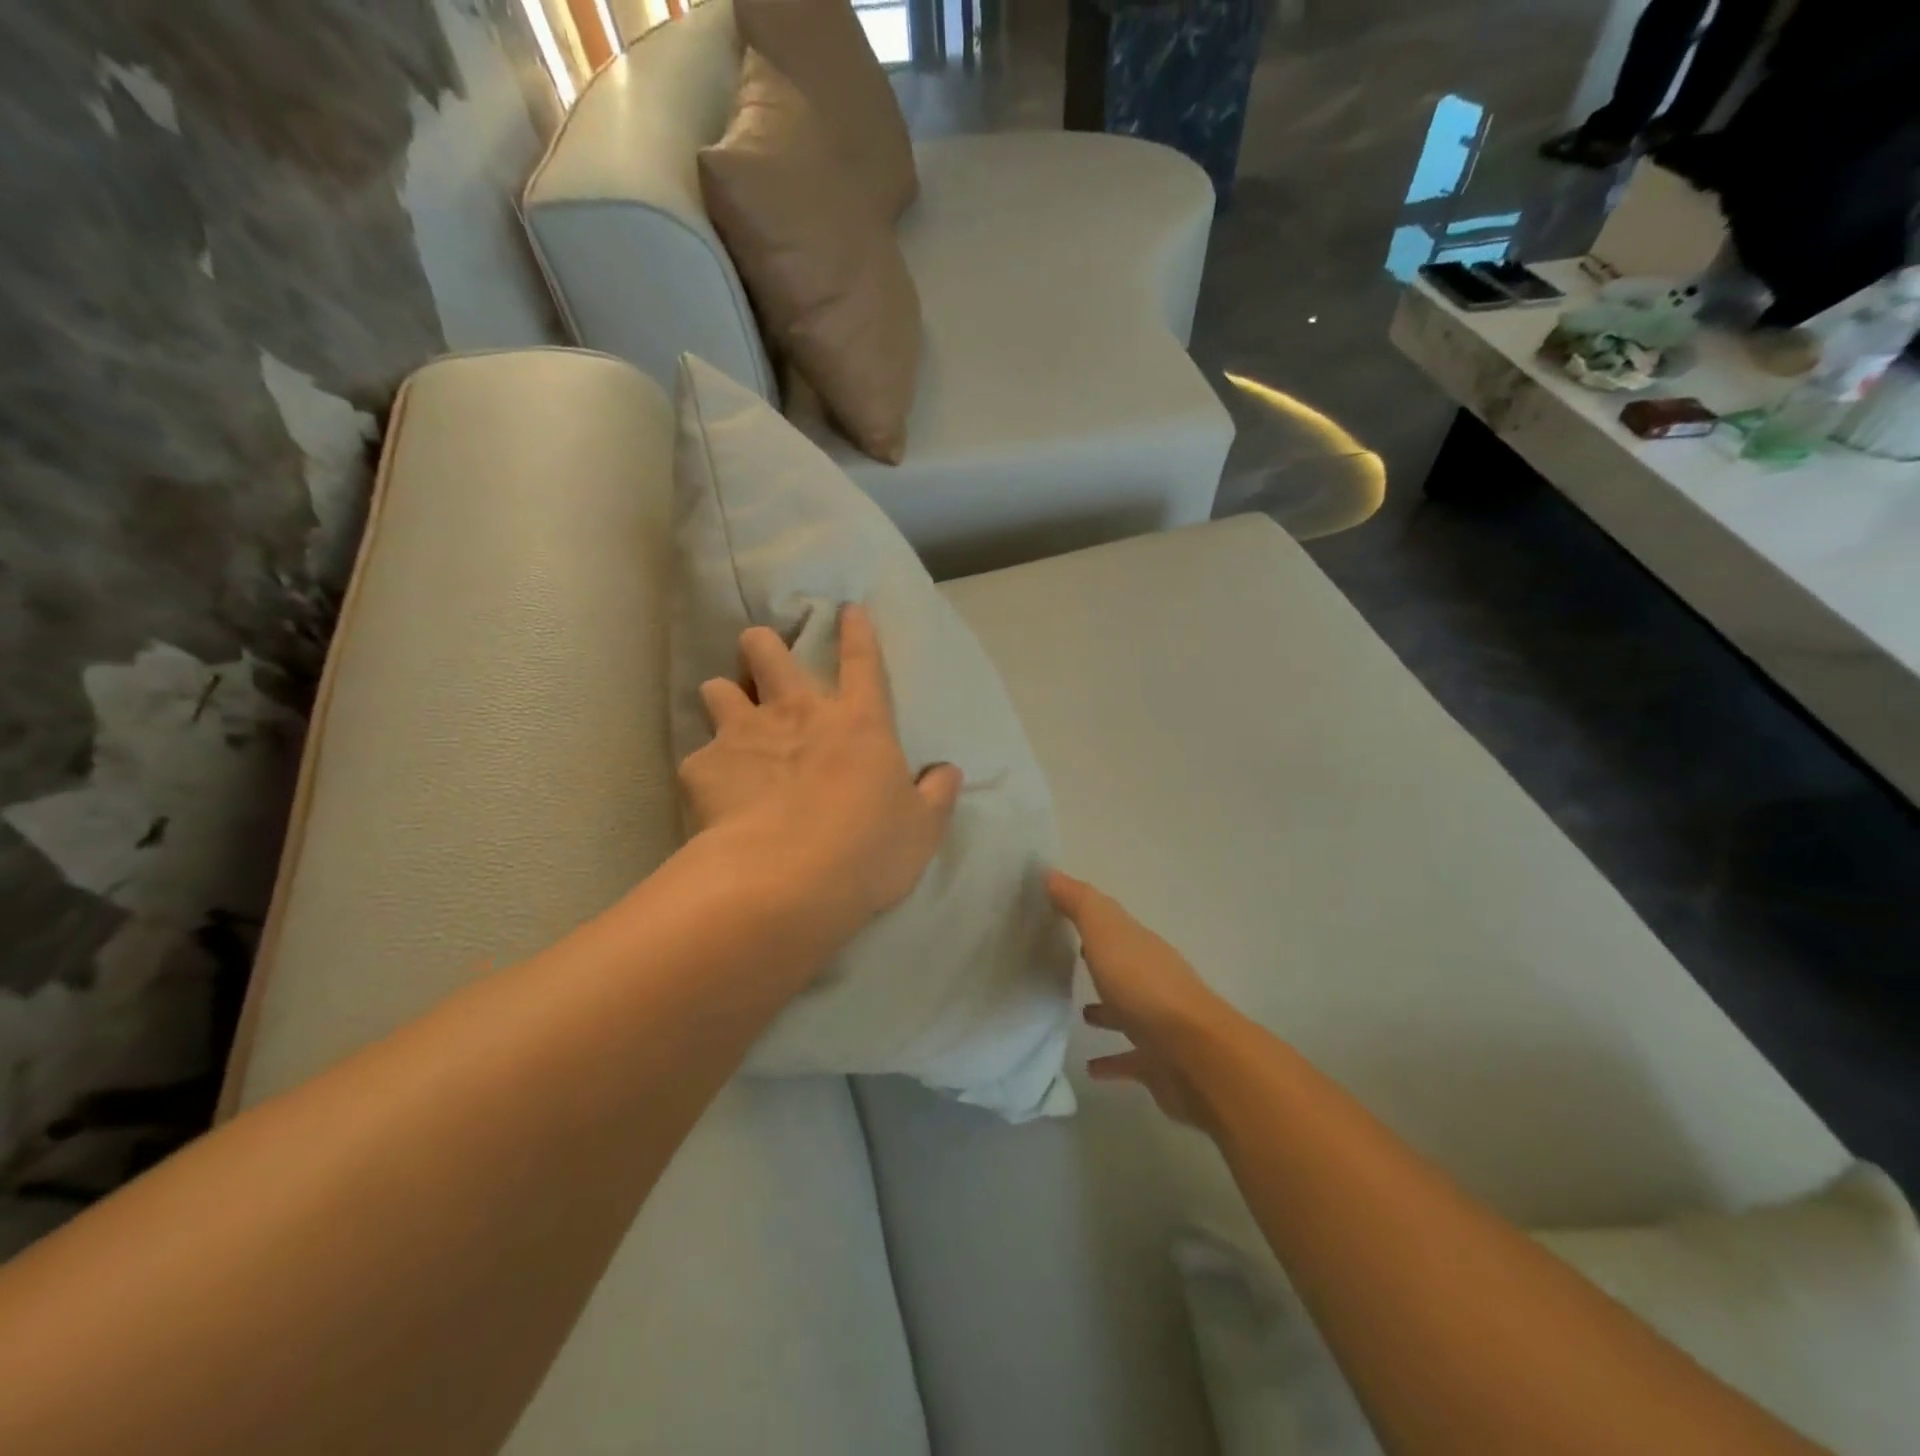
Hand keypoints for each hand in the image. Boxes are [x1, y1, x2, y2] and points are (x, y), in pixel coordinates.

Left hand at [679, 604, 962, 935]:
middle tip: (761, 658)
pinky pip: (698, 756)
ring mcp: (745, 734)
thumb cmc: (867, 851)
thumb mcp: (922, 829)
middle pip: (768, 652)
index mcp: (858, 722)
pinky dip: (707, 769)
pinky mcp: (703, 767)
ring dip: (724, 696)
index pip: (861, 660)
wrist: (786, 882)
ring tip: (728, 720)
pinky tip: (712, 794)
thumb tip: (949, 772)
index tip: (847, 610)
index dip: (856, 631)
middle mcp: (797, 713)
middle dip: (761, 645)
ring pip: (718, 688)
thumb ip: (936, 795)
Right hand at [1048, 871, 1241, 1126]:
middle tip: (1065, 960)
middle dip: (1098, 961)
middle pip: (1121, 965)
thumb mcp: (1106, 933)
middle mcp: (1152, 979)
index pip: (1112, 924)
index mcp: (1140, 946)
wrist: (1194, 1055)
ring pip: (1127, 1010)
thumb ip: (1080, 904)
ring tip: (1079, 1013)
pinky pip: (1129, 1058)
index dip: (1088, 917)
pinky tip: (1091, 1069)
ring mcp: (1158, 1023)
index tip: (1057, 914)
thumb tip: (1051, 872)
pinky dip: (1112, 1061)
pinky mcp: (1158, 1063)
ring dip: (1107, 1010)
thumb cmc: (1144, 987)